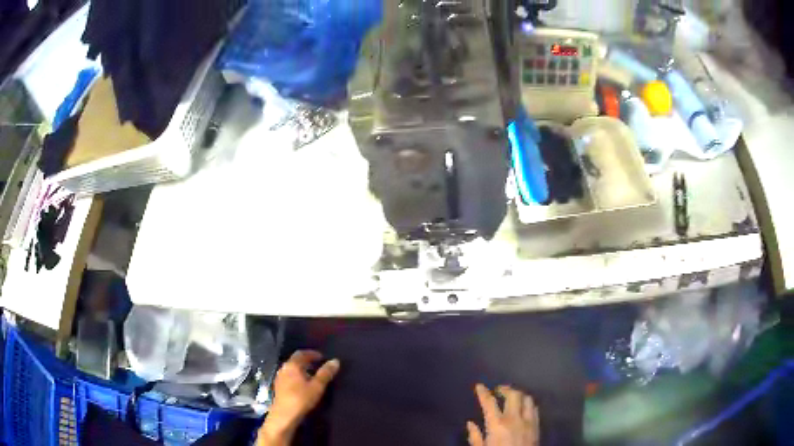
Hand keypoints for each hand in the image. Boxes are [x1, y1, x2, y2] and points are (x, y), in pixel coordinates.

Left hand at [257, 350, 339, 445]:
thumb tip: (335, 361)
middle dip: (307, 361)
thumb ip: (326, 373)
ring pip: (292, 368)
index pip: (302, 353)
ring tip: (313, 375)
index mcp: (292, 365)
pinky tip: (303, 384)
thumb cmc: (301, 398)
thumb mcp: (317, 386)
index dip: (312, 354)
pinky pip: (289, 376)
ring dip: (302, 369)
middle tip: (318, 365)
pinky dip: (297, 376)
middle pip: (296, 360)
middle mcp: (284, 368)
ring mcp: (280, 377)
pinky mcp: (278, 386)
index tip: (322, 357)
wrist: (284, 414)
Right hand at [467, 384, 539, 445]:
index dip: (483, 392)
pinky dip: (528, 403)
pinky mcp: (537, 425)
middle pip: (513, 394)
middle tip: (498, 390)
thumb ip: (475, 437)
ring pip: (527, 398)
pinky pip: (534, 408)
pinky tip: (524, 407)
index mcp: (497, 424)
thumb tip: (470, 423)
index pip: (489, 402)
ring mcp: (528, 420)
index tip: (479, 386)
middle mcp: (514, 418)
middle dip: (505, 389)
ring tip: (512, 396)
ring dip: (519, 394)